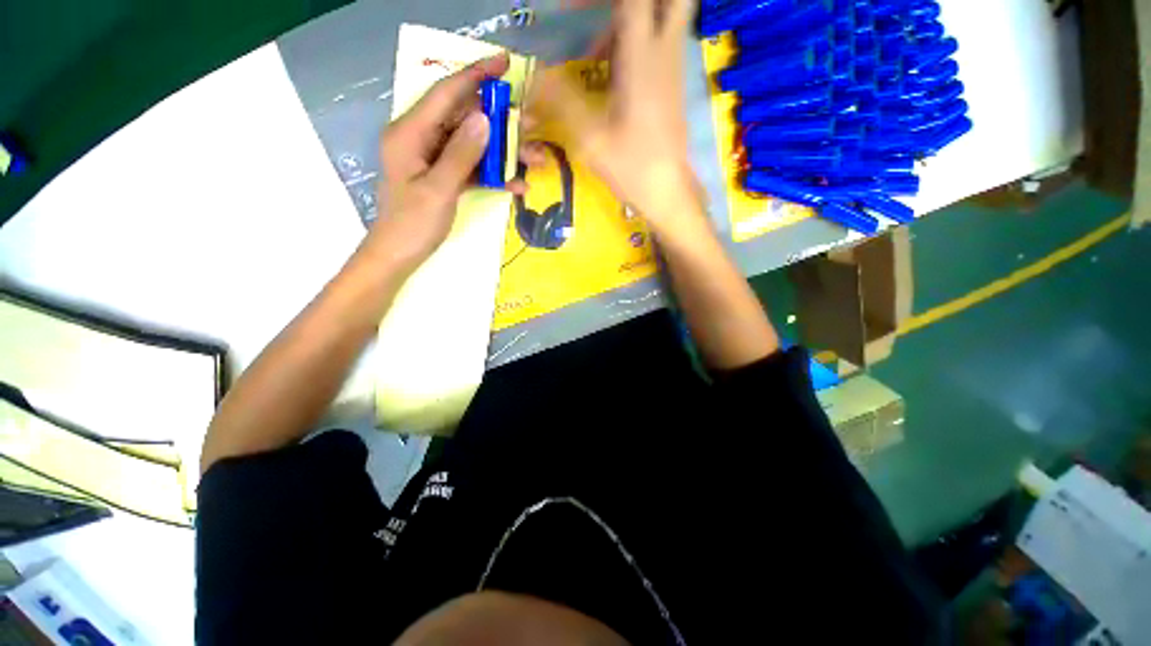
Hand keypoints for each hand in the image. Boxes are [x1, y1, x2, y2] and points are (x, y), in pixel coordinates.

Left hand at [363, 54, 511, 273]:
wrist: (400, 254)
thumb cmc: (412, 224)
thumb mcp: (438, 189)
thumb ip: (461, 153)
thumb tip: (484, 119)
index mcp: (410, 133)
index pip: (445, 94)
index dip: (475, 75)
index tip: (503, 63)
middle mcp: (422, 138)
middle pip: (464, 118)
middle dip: (500, 121)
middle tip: (530, 125)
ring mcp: (434, 158)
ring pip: (473, 144)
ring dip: (504, 152)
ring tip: (534, 159)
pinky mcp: (445, 176)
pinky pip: (473, 167)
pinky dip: (494, 174)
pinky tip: (516, 184)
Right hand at [527, 0, 701, 232]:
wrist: (667, 191)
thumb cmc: (631, 168)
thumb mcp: (590, 138)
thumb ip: (561, 100)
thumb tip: (535, 75)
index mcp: (643, 57)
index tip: (570, 10)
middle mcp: (664, 51)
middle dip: (626, 3)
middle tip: (597, 16)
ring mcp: (671, 66)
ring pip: (658, 16)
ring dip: (622, 21)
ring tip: (591, 53)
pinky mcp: (671, 83)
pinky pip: (655, 41)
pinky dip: (630, 43)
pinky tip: (606, 74)